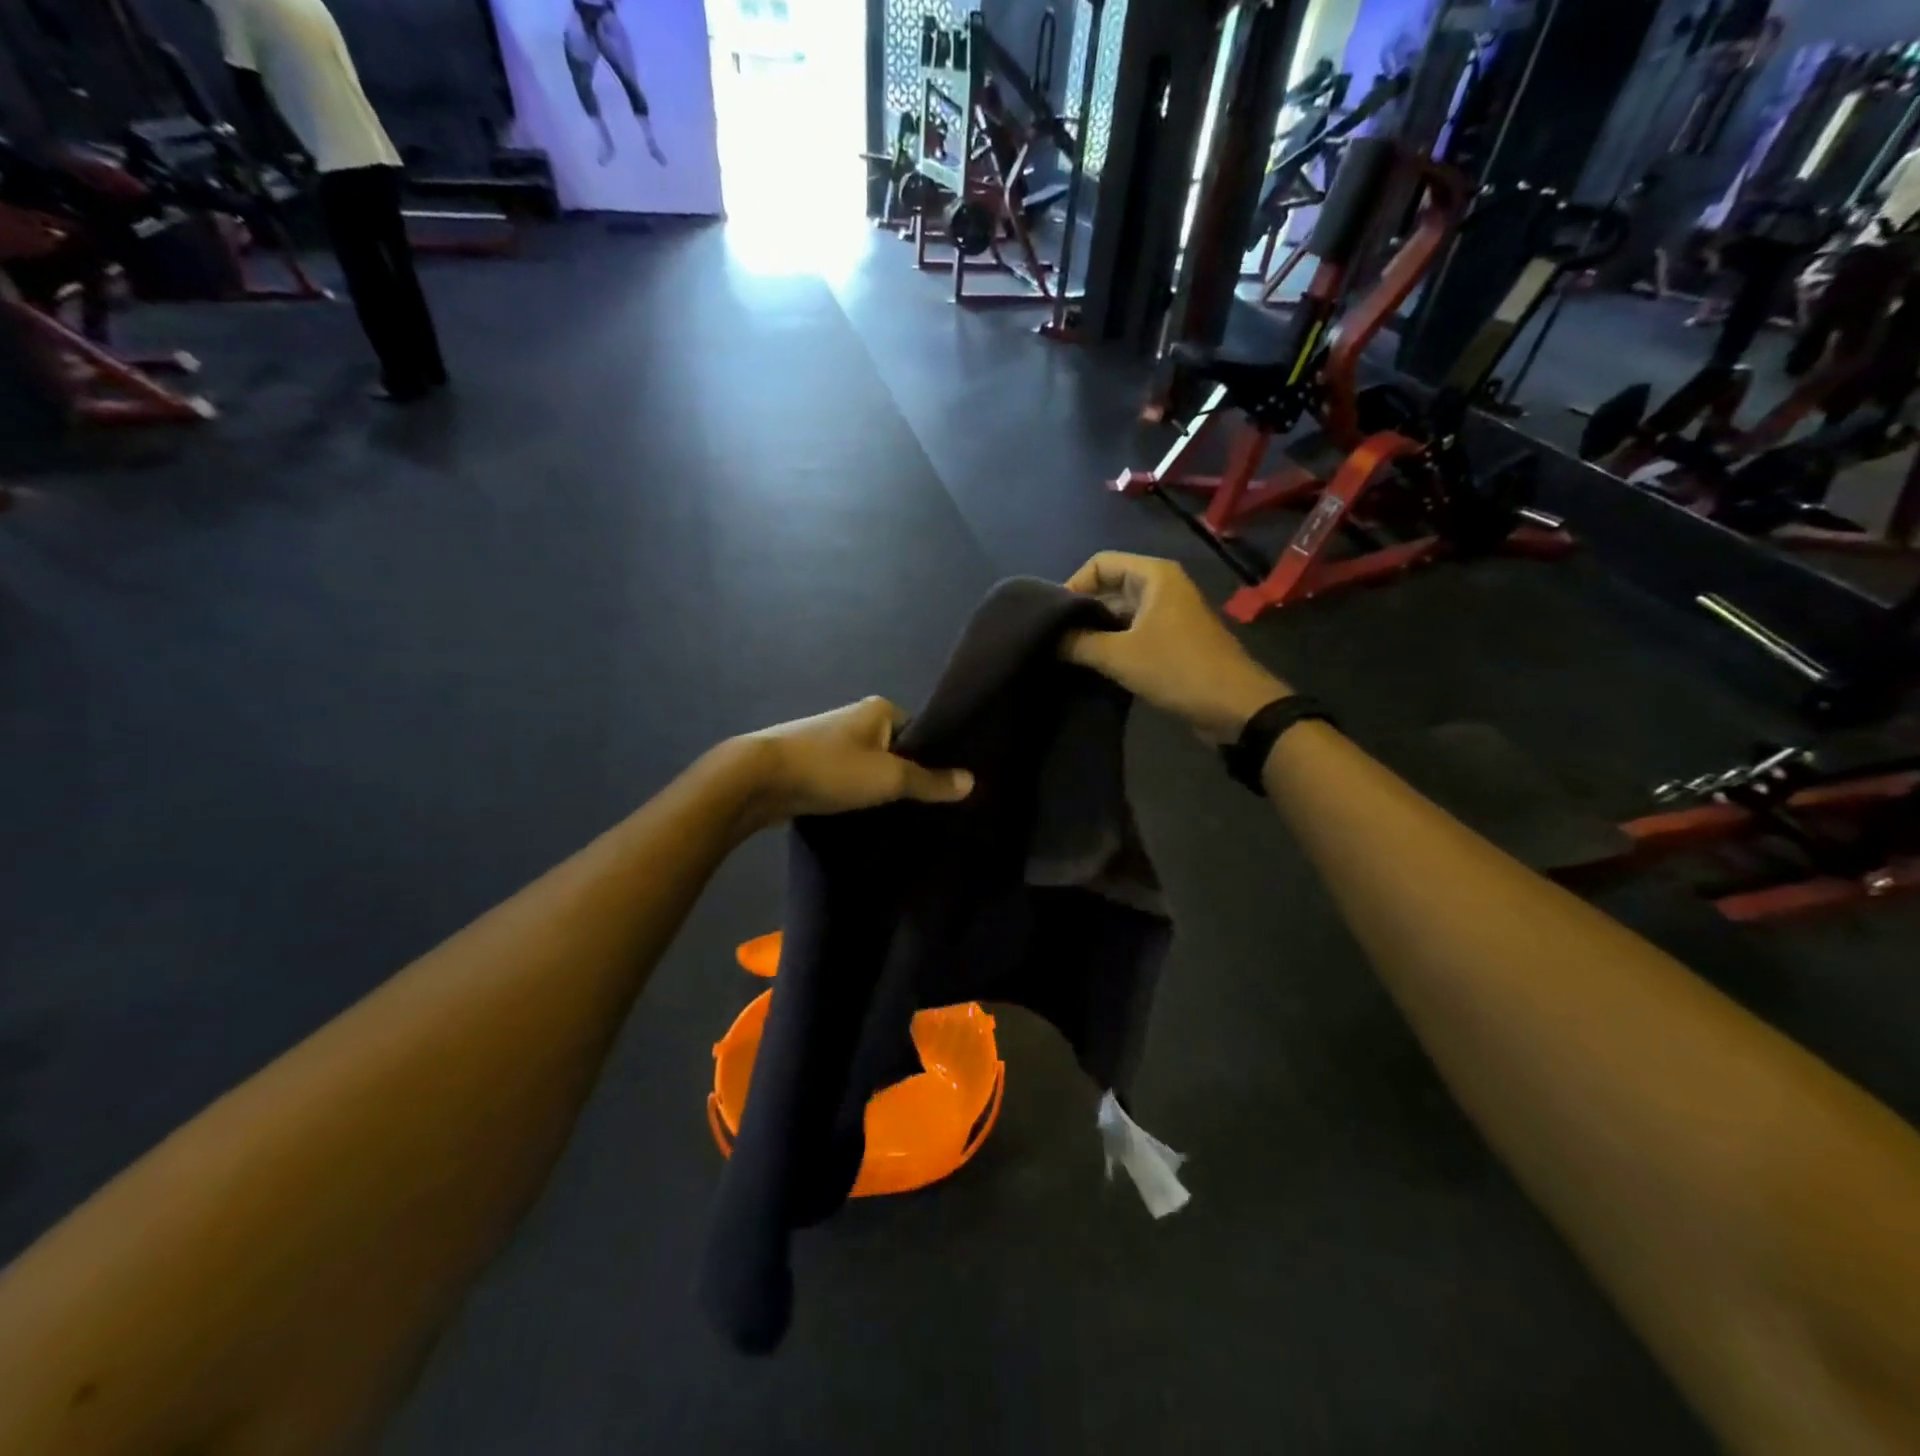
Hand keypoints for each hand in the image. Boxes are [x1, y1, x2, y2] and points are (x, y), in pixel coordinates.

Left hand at [734, 697, 973, 826]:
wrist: (758, 779)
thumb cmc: (831, 769)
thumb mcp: (889, 777)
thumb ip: (931, 781)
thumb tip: (972, 781)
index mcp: (879, 709)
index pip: (921, 730)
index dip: (935, 757)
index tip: (946, 787)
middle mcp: (855, 718)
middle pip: (895, 749)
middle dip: (907, 775)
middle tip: (927, 808)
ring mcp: (830, 740)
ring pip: (869, 766)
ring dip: (878, 787)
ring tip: (899, 816)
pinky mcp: (810, 763)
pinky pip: (846, 778)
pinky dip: (855, 794)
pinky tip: (864, 816)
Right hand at [1062, 553, 1290, 741]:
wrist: (1234, 707)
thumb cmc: (1176, 669)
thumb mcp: (1119, 656)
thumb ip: (1078, 643)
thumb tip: (1048, 638)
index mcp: (1154, 575)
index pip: (1100, 563)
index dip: (1073, 586)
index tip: (1053, 618)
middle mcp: (1162, 587)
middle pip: (1110, 586)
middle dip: (1082, 611)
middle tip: (1054, 639)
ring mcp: (1169, 614)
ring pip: (1121, 613)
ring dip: (1096, 631)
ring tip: (1068, 654)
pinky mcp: (1173, 640)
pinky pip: (1134, 633)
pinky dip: (1113, 645)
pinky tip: (1093, 666)